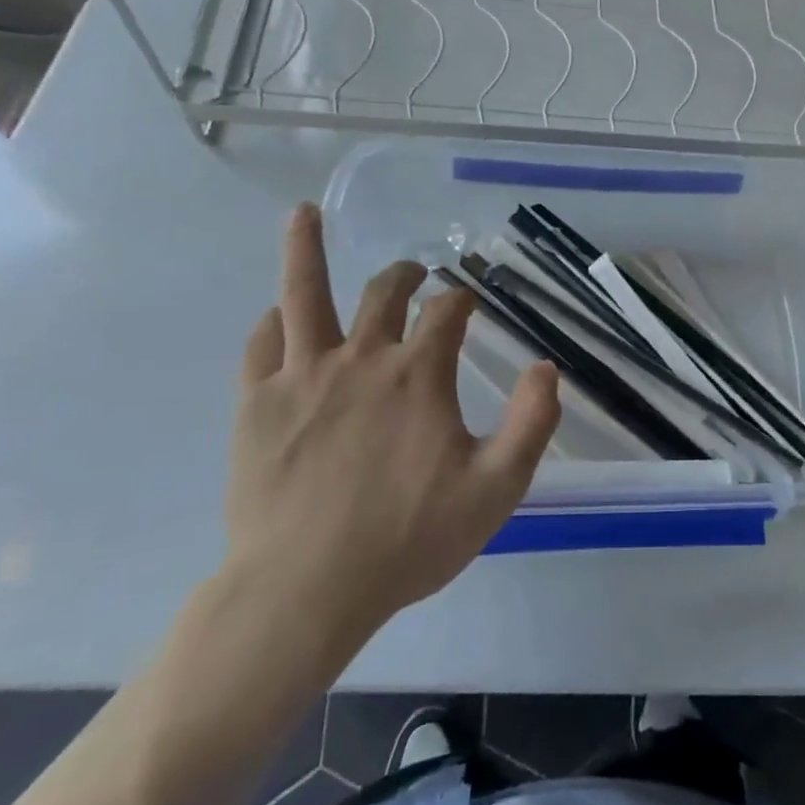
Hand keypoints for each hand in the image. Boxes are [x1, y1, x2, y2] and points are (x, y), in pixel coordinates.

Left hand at [224, 203, 559, 667]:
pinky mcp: (258, 404)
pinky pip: (263, 344)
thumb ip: (532, 422)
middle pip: (383, 292)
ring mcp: (304, 376)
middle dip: (404, 275)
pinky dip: (275, 321)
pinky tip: (278, 315)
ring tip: (304, 213)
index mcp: (419, 375)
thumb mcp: (496, 489)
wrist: (306, 590)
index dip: (461, 300)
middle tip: (414, 274)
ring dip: (308, 249)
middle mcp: (362, 358)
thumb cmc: (408, 539)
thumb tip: (546, 367)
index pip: (447, 312)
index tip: (466, 304)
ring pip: (304, 294)